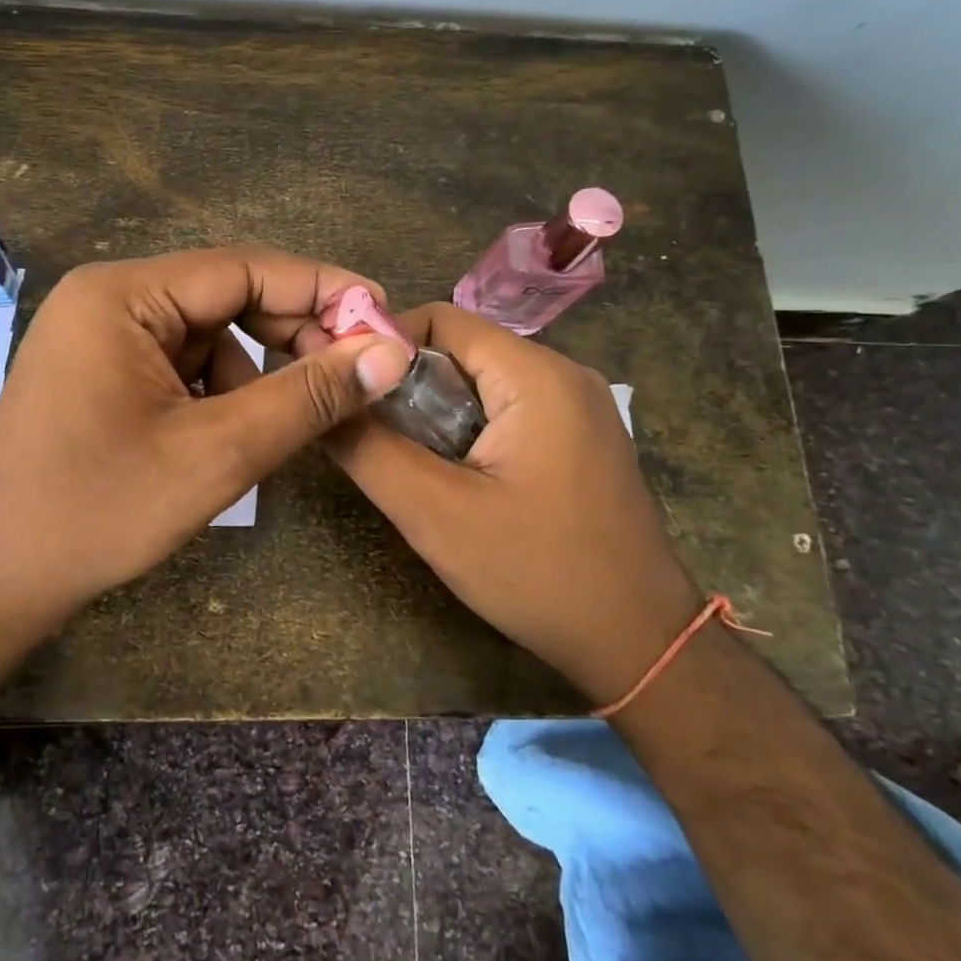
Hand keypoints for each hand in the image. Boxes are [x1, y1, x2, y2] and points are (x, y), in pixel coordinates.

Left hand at [0, 247, 413, 615]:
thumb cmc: (100, 510)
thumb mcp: (217, 453)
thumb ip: (308, 397)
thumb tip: (391, 354)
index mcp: (123, 295)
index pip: (245, 268)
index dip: (322, 290)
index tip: (384, 318)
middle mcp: (108, 298)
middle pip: (226, 296)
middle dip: (290, 335)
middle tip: (350, 375)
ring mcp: (99, 335)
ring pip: (209, 334)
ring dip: (254, 372)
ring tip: (274, 427)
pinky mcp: (101, 370)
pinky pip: (181, 362)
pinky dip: (218, 391)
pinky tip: (226, 436)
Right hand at [314, 301, 699, 704]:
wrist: (639, 641)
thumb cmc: (537, 573)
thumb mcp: (435, 514)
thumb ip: (368, 450)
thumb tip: (321, 403)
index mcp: (535, 375)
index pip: (440, 319)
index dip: (383, 345)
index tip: (346, 390)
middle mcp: (563, 373)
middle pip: (460, 350)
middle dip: (407, 387)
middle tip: (374, 439)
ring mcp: (577, 405)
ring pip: (481, 382)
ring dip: (435, 413)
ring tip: (413, 466)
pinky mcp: (580, 436)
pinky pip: (507, 410)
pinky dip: (468, 430)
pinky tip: (458, 479)